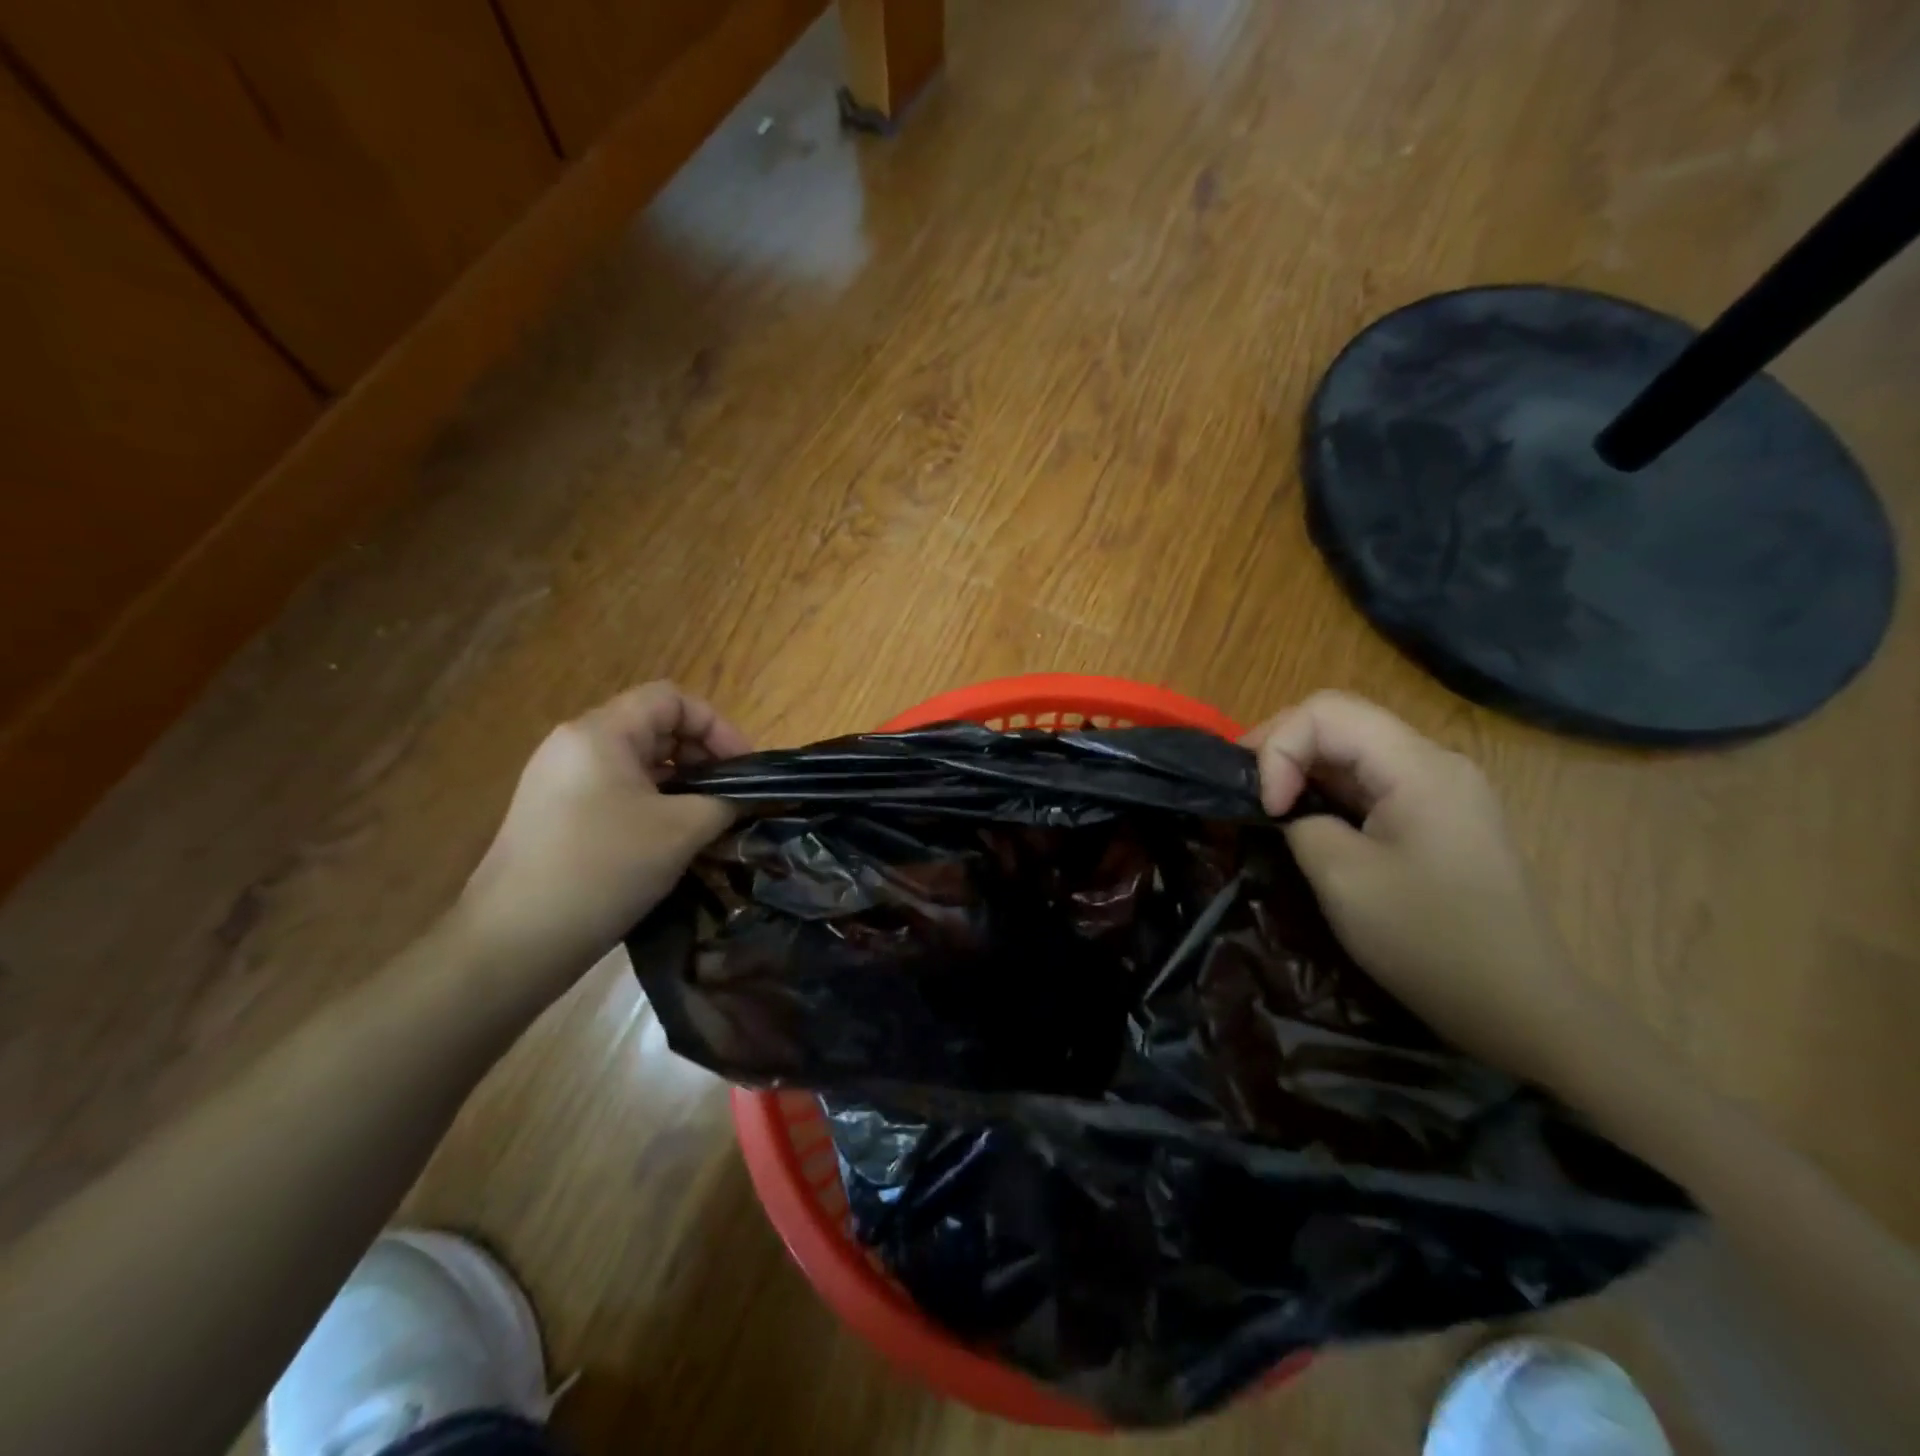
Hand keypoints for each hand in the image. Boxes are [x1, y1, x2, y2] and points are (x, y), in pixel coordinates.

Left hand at [456, 682, 750, 1004]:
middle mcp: (574, 745)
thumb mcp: (681, 831)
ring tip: (706, 821)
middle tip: (730, 797)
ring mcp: (558, 781)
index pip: (671, 699)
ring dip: (679, 783)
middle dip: (701, 756)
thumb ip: (724, 802)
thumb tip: (743, 798)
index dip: (717, 726)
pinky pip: (615, 791)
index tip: (743, 769)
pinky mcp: (553, 814)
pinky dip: (651, 804)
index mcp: (600, 733)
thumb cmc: (603, 870)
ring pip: (636, 763)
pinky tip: (669, 841)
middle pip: (653, 727)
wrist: (513, 943)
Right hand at [1244, 691, 1602, 1085]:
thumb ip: (1300, 823)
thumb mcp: (1343, 879)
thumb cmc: (1429, 941)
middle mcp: (1434, 762)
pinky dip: (1328, 790)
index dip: (1277, 748)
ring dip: (1302, 768)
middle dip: (1281, 748)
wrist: (1519, 1007)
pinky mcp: (1438, 816)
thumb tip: (1287, 810)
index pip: (1326, 712)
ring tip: (1267, 803)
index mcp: (1418, 767)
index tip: (1267, 807)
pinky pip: (1371, 781)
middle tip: (1246, 791)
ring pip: (1353, 749)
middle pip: (1340, 721)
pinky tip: (1308, 819)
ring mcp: (1441, 788)